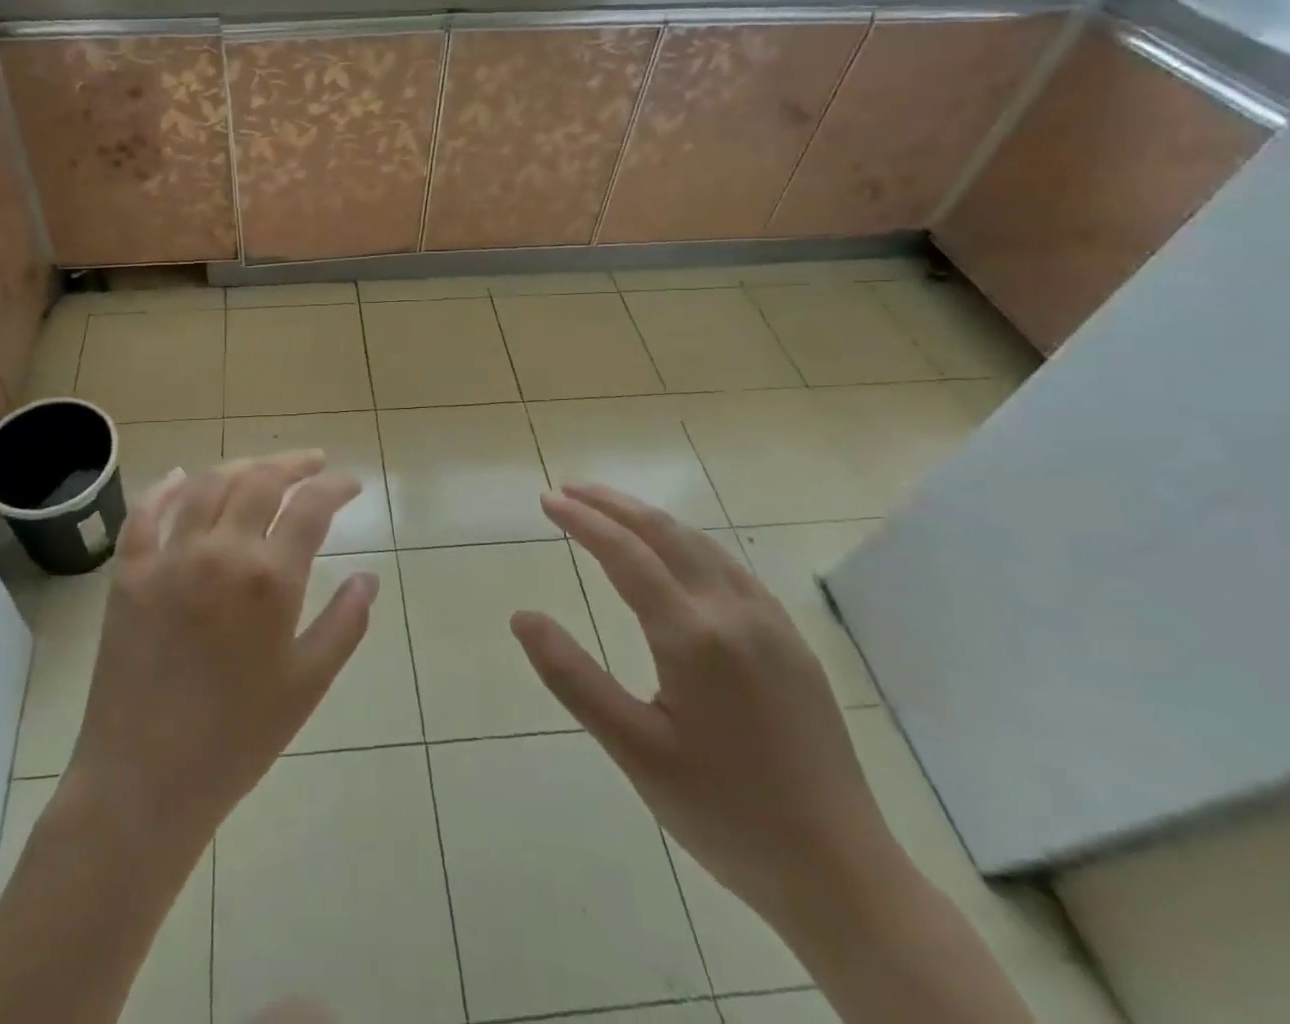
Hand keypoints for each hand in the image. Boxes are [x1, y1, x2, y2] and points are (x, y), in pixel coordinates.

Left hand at [64, 452, 379, 850]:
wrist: (144, 781)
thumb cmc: (237, 738)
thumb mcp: (308, 684)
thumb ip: (345, 624)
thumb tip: (368, 578)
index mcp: (269, 579)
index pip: (311, 506)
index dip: (336, 486)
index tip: (351, 484)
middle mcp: (220, 551)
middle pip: (261, 481)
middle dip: (293, 464)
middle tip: (313, 463)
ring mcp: (169, 557)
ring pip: (209, 485)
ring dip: (241, 466)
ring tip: (262, 467)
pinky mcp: (129, 572)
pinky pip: (146, 513)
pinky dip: (167, 488)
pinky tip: (182, 477)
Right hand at [512, 483, 900, 934]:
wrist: (842, 874)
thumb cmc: (724, 815)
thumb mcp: (634, 752)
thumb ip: (573, 678)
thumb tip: (522, 617)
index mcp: (692, 635)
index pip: (625, 553)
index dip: (583, 520)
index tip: (547, 500)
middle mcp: (734, 612)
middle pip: (665, 532)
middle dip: (613, 504)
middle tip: (569, 490)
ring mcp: (770, 623)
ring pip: (702, 543)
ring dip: (650, 518)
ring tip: (611, 511)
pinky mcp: (792, 641)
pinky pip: (731, 568)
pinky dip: (688, 542)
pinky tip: (676, 555)